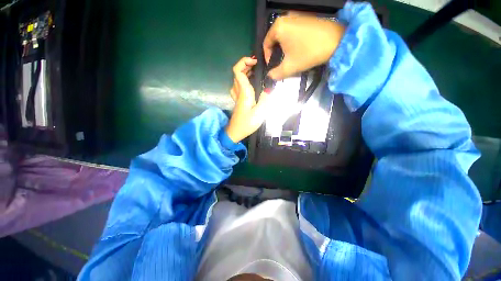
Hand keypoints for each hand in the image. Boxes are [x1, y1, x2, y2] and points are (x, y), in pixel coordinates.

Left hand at [226, 57, 270, 142]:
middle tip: (258, 66)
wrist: (235, 133)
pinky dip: (243, 81)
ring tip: (256, 73)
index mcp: (244, 93)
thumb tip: (270, 86)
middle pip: (237, 74)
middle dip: (246, 66)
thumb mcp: (259, 113)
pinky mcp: (238, 101)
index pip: (238, 71)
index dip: (244, 62)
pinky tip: (250, 85)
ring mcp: (237, 97)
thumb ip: (265, 99)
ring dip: (245, 73)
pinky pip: (238, 87)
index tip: (255, 62)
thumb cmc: (247, 124)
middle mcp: (238, 92)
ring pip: (237, 80)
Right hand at [263, 12, 345, 79]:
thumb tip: (269, 76)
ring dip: (284, 48)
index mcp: (278, 27)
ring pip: (283, 35)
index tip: (273, 66)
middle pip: (274, 39)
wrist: (336, 40)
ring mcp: (296, 15)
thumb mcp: (289, 67)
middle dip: (276, 53)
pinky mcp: (305, 17)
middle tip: (281, 63)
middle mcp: (285, 17)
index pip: (266, 44)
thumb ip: (276, 74)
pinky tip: (298, 49)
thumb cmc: (308, 53)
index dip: (267, 57)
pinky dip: (291, 41)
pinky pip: (292, 30)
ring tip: (290, 57)